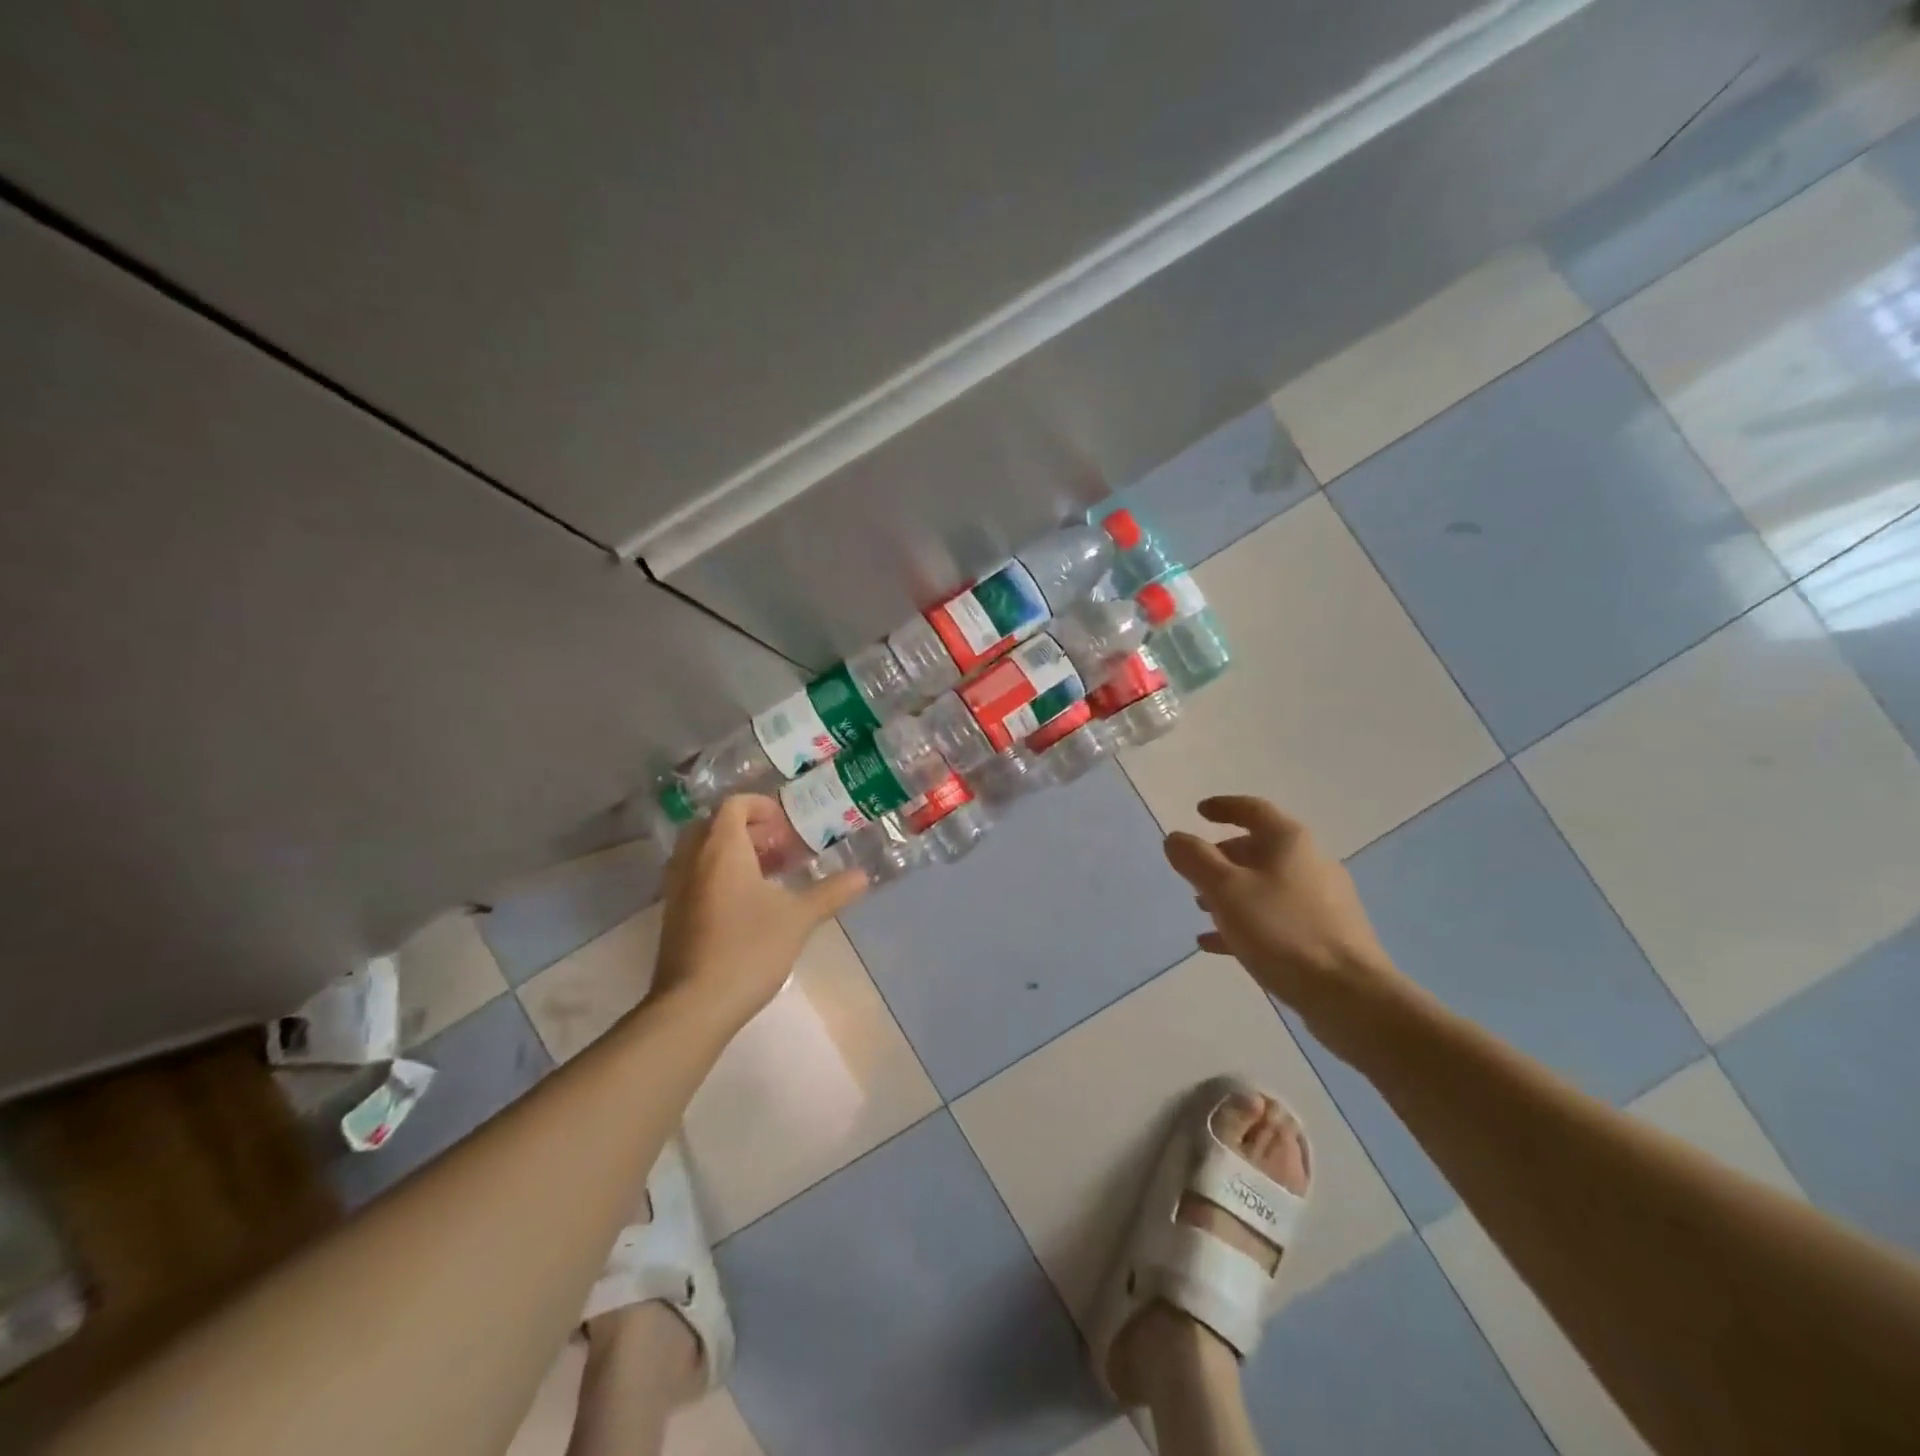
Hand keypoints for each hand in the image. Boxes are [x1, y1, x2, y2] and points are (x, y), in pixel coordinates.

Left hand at [651, 795, 867, 1030]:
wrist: (695, 1004)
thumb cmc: (749, 949)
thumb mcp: (799, 918)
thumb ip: (831, 892)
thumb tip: (863, 876)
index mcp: (722, 849)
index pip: (733, 805)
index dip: (760, 806)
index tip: (785, 823)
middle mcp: (692, 859)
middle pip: (712, 824)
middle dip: (745, 827)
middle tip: (776, 845)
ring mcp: (676, 888)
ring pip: (700, 850)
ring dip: (730, 850)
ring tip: (765, 873)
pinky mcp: (672, 914)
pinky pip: (693, 875)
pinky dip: (716, 873)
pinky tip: (745, 903)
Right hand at [1163, 796, 1407, 1032]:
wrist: (1350, 996)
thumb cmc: (1282, 932)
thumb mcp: (1226, 890)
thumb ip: (1195, 860)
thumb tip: (1176, 838)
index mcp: (1289, 842)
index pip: (1253, 809)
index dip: (1223, 807)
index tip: (1199, 812)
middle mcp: (1310, 863)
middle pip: (1260, 848)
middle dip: (1223, 856)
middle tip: (1195, 870)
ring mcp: (1322, 901)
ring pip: (1267, 885)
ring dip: (1232, 891)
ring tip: (1201, 907)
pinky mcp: (1325, 936)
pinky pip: (1276, 919)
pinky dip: (1246, 922)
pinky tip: (1217, 944)